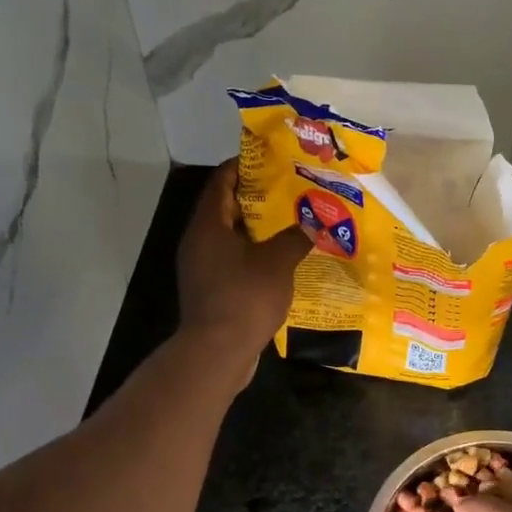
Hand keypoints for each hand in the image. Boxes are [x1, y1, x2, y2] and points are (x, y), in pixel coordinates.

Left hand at [176, 160, 312, 368]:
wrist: (218, 351)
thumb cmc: (245, 296)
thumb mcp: (278, 262)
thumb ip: (295, 238)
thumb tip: (311, 225)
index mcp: (208, 225)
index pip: (221, 182)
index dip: (243, 166)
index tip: (269, 159)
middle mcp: (199, 242)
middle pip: (226, 209)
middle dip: (257, 198)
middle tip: (290, 190)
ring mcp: (202, 268)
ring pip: (231, 238)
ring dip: (259, 230)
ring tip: (292, 223)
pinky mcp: (212, 290)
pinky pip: (234, 262)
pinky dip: (255, 256)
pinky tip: (282, 260)